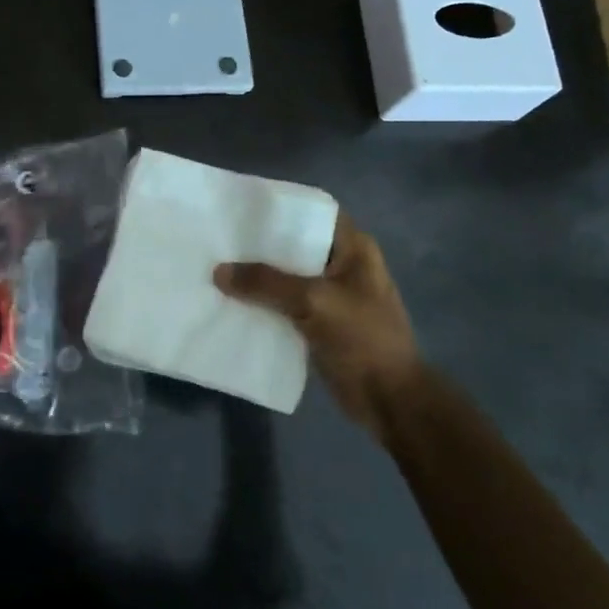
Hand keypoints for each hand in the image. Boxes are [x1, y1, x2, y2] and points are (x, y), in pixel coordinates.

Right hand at [215, 214, 426, 440]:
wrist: (390, 401)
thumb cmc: (363, 339)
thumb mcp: (313, 302)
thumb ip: (266, 283)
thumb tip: (218, 271)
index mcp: (353, 248)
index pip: (313, 212)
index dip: (280, 207)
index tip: (243, 208)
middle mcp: (342, 265)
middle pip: (295, 245)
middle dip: (260, 245)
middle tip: (221, 240)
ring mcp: (332, 295)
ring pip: (287, 276)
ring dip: (258, 277)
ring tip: (218, 269)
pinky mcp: (321, 323)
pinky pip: (285, 304)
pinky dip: (263, 304)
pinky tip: (233, 302)